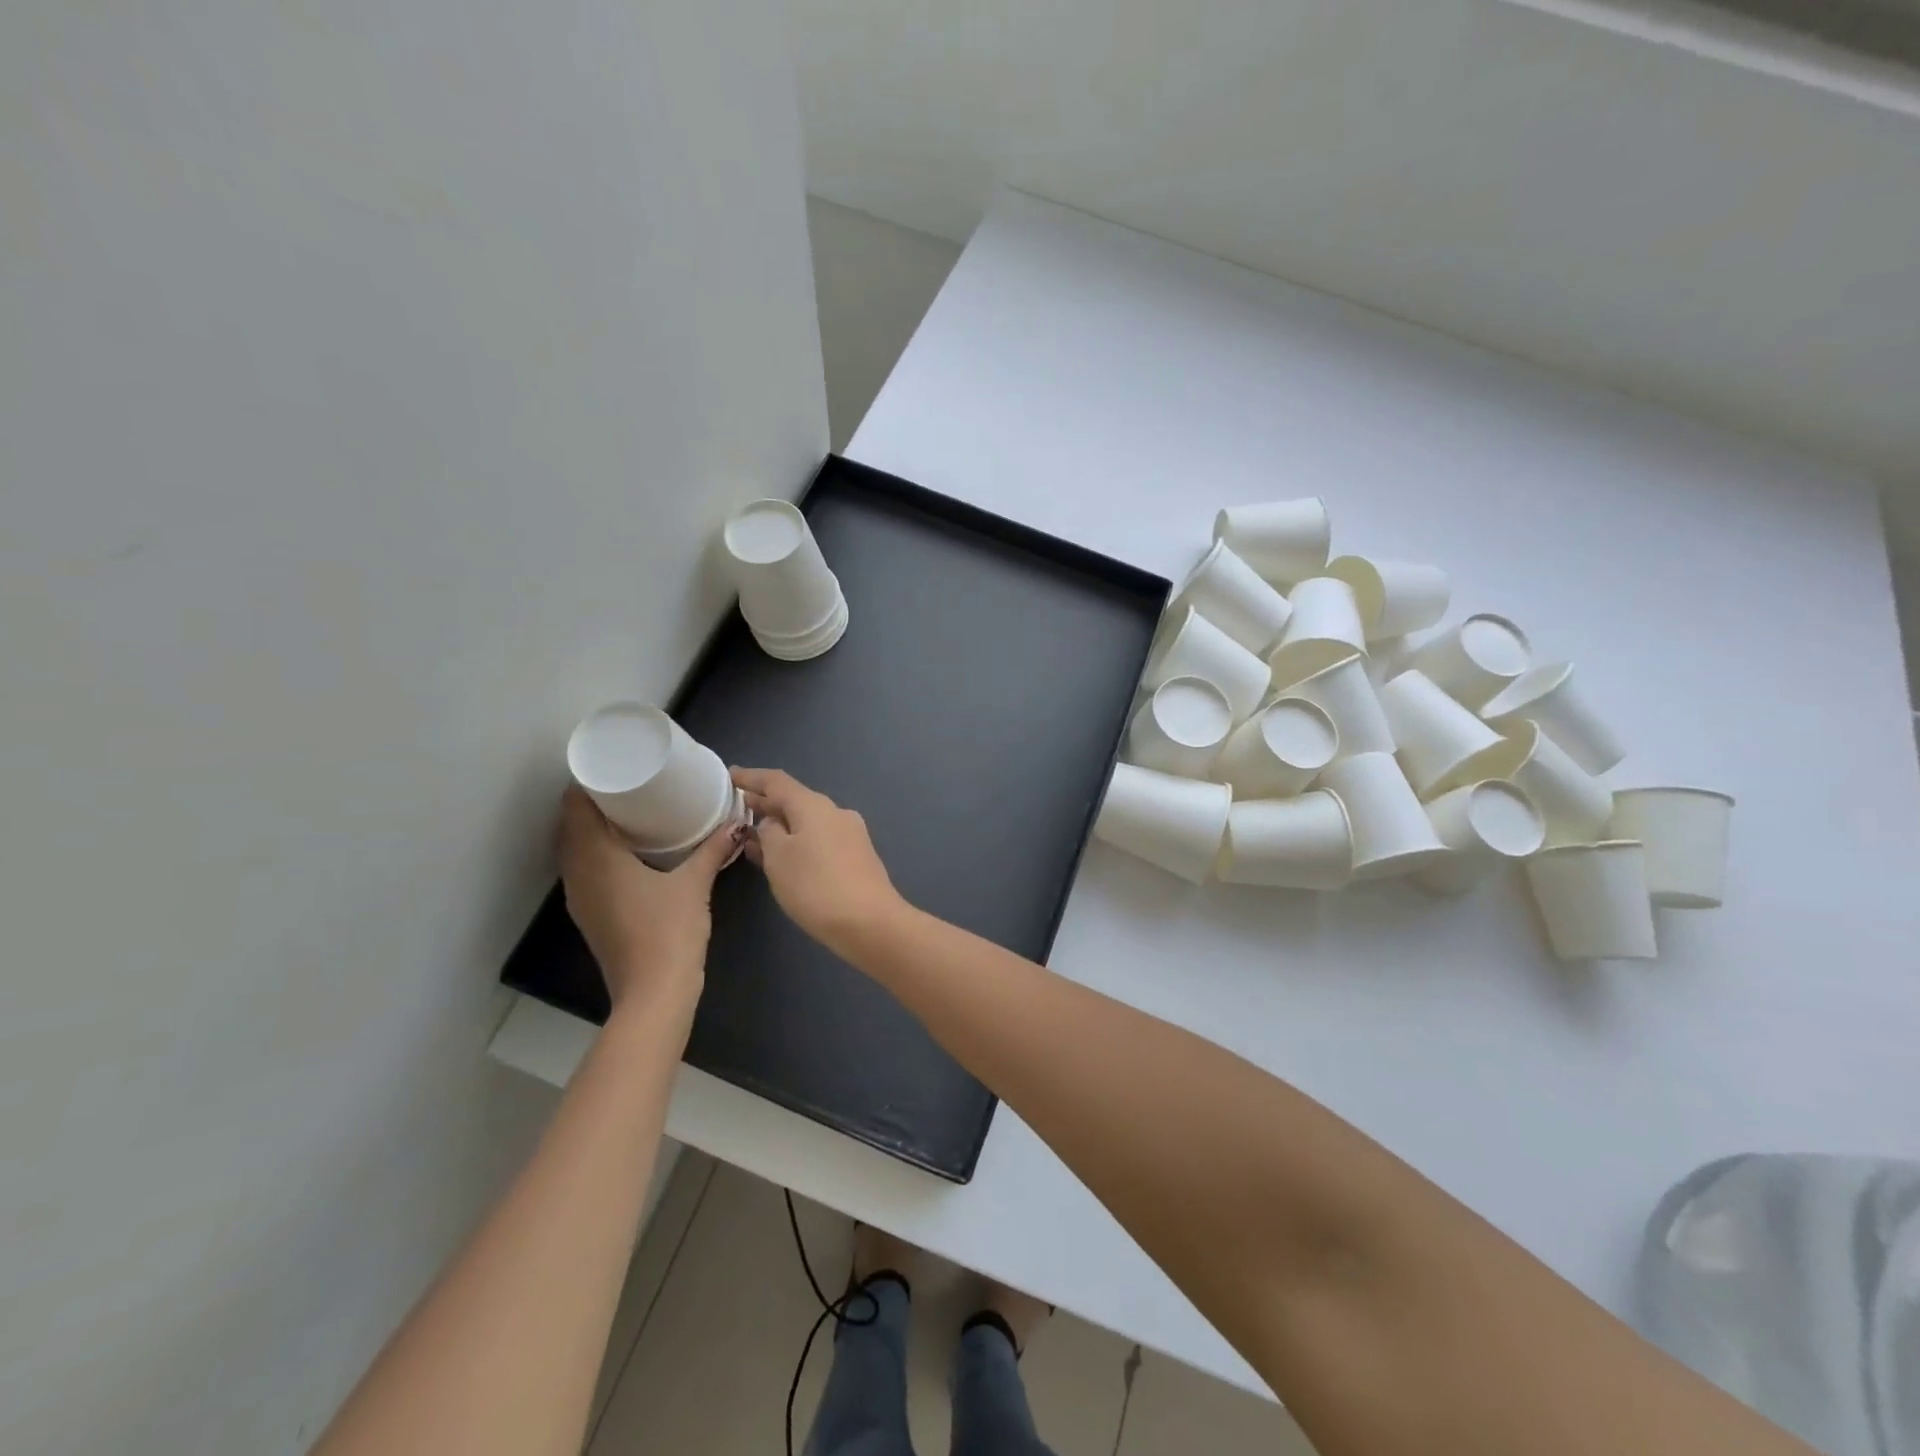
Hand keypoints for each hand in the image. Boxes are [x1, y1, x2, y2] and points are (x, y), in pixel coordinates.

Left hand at [556, 787, 742, 1014]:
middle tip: (627, 784)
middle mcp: (579, 874)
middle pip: (570, 827)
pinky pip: (584, 869)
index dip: (587, 783)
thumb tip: (738, 822)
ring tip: (627, 811)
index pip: (576, 808)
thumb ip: (714, 849)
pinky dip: (596, 852)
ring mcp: (580, 897)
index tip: (613, 766)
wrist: (653, 994)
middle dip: (592, 802)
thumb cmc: (669, 932)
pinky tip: (627, 852)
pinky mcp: (590, 914)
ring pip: (574, 850)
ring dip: (591, 829)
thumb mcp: (695, 884)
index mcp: (597, 859)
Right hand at [730, 768, 904, 952]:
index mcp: (814, 805)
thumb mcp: (779, 858)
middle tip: (736, 807)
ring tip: (753, 834)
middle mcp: (835, 812)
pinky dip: (797, 841)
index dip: (751, 778)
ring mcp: (850, 834)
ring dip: (781, 825)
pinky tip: (782, 856)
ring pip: (807, 821)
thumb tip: (772, 824)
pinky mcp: (857, 856)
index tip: (729, 776)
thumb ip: (768, 834)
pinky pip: (819, 838)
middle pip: (794, 800)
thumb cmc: (816, 887)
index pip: (776, 781)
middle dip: (765, 803)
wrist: (870, 923)